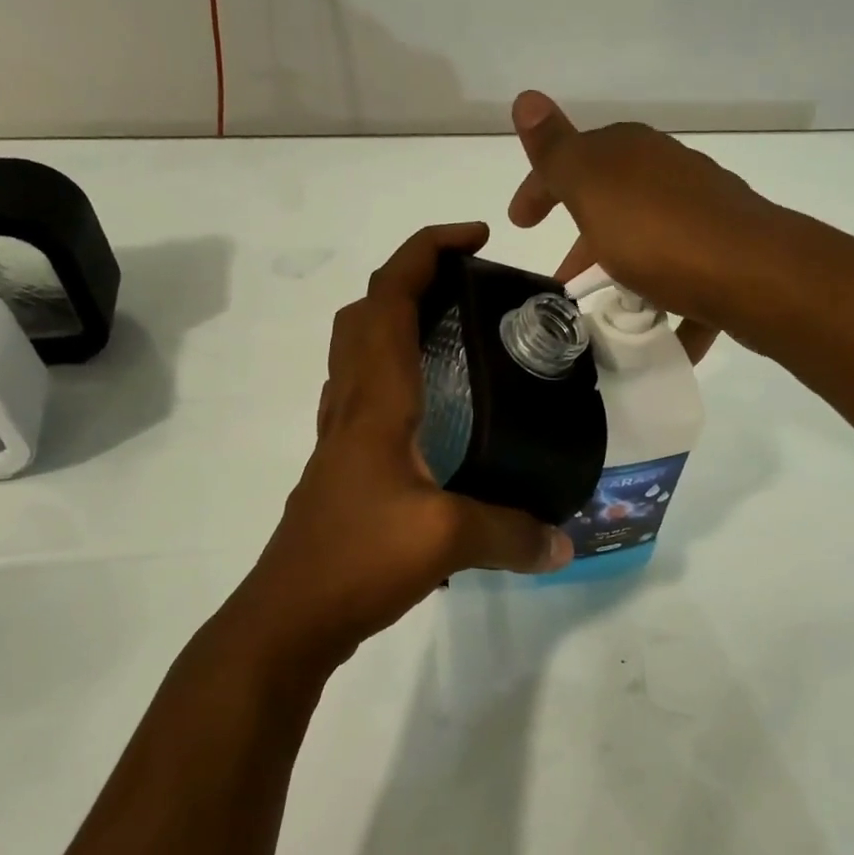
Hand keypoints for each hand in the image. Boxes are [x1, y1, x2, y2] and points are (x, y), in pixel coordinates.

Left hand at [240, 223, 572, 660]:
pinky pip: (364, 394)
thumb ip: (512, 534)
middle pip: (366, 312)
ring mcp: (341, 437)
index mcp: (376, 400)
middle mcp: (352, 405)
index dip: (427, 251)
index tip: (476, 238)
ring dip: (396, 320)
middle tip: (468, 285)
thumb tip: (564, 542)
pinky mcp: (344, 467)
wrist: (289, 617)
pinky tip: (436, 410)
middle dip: (412, 276)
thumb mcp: (447, 540)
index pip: (389, 298)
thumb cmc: (357, 559)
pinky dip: (395, 373)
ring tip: (456, 334)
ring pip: (357, 351)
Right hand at [508, 91, 776, 362]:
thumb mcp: (593, 188)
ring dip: (624, 275)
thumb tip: (526, 97)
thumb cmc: (659, 233)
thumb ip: (557, 152)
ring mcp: (702, 217)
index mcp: (632, 154)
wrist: (754, 274)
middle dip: (583, 243)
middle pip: (613, 206)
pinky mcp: (726, 258)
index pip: (573, 160)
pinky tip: (658, 339)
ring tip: (607, 315)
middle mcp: (669, 176)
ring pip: (649, 245)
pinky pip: (686, 284)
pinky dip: (668, 309)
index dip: (540, 189)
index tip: (519, 225)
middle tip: (563, 283)